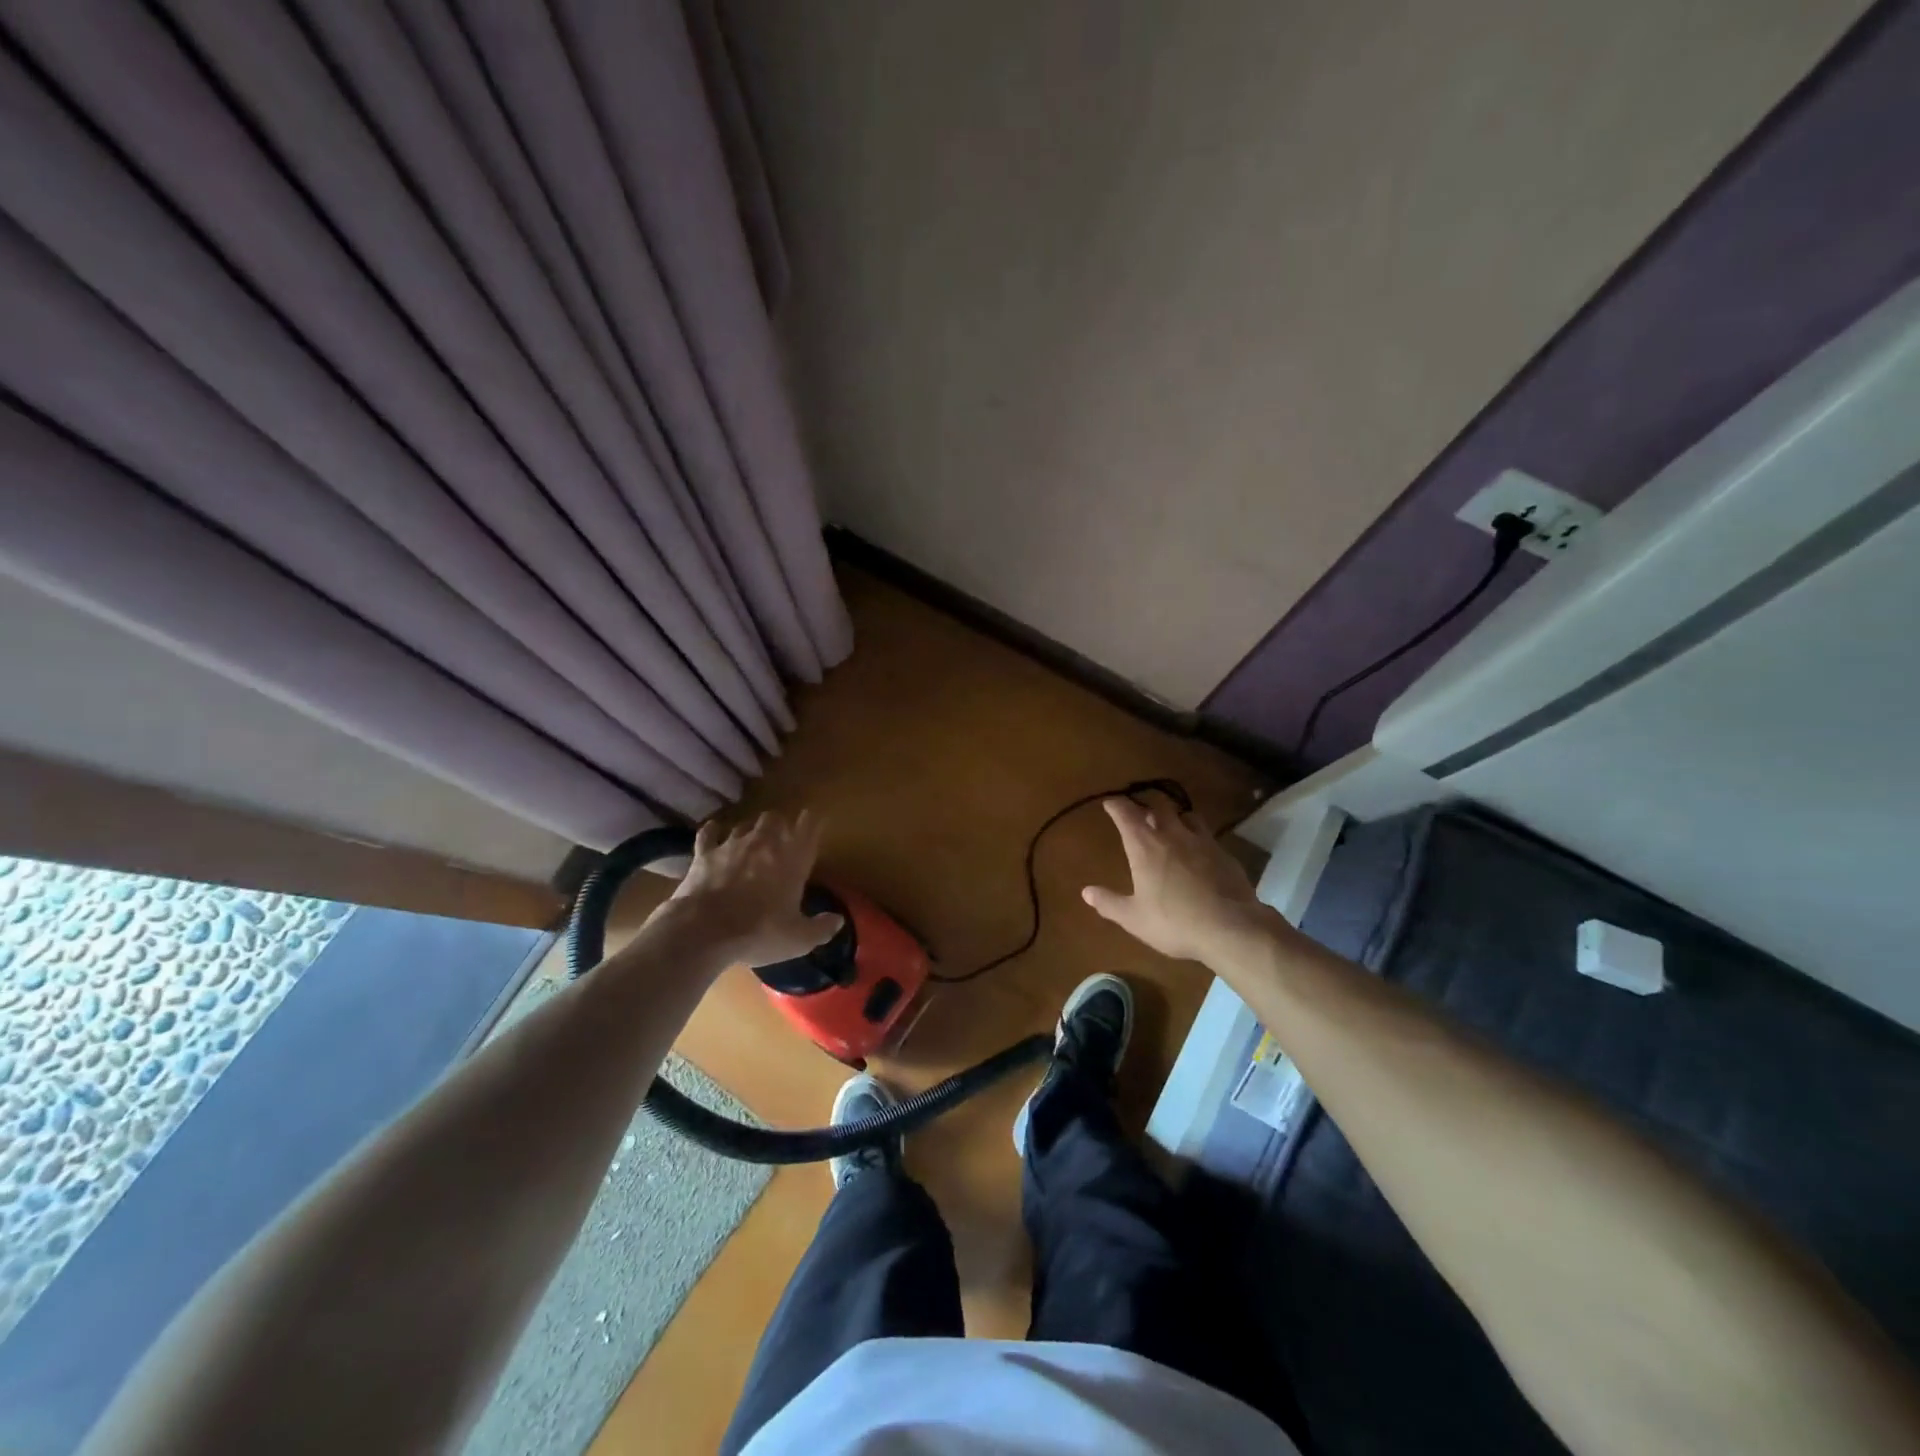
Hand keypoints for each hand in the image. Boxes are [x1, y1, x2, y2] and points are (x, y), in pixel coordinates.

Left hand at [661, 811, 842, 967]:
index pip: (808, 830)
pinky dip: (713, 831)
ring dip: (750, 830)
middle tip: (780, 837)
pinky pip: (709, 834)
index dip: (812, 822)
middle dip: (779, 824)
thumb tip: (838, 921)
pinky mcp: (705, 854)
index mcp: (792, 861)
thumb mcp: (798, 939)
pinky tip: (713, 830)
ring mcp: (732, 846)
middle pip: (775, 820)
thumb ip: (821, 928)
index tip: (813, 818)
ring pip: (745, 825)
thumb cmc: (759, 933)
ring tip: (750, 840)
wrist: (704, 930)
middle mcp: (764, 845)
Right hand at [1082, 798, 1270, 963]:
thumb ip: (1109, 903)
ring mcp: (1203, 841)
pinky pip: (1207, 836)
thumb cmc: (1174, 922)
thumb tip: (1086, 892)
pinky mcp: (1225, 854)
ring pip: (1187, 815)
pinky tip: (1199, 852)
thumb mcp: (1134, 918)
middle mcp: (1173, 835)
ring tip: (1172, 825)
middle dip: (1147, 804)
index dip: (1116, 805)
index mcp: (1145, 847)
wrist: (1231, 928)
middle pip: (1159, 805)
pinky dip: (1198, 837)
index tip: (1110, 803)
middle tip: (1141, 811)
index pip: (1126, 814)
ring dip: (1176, 816)